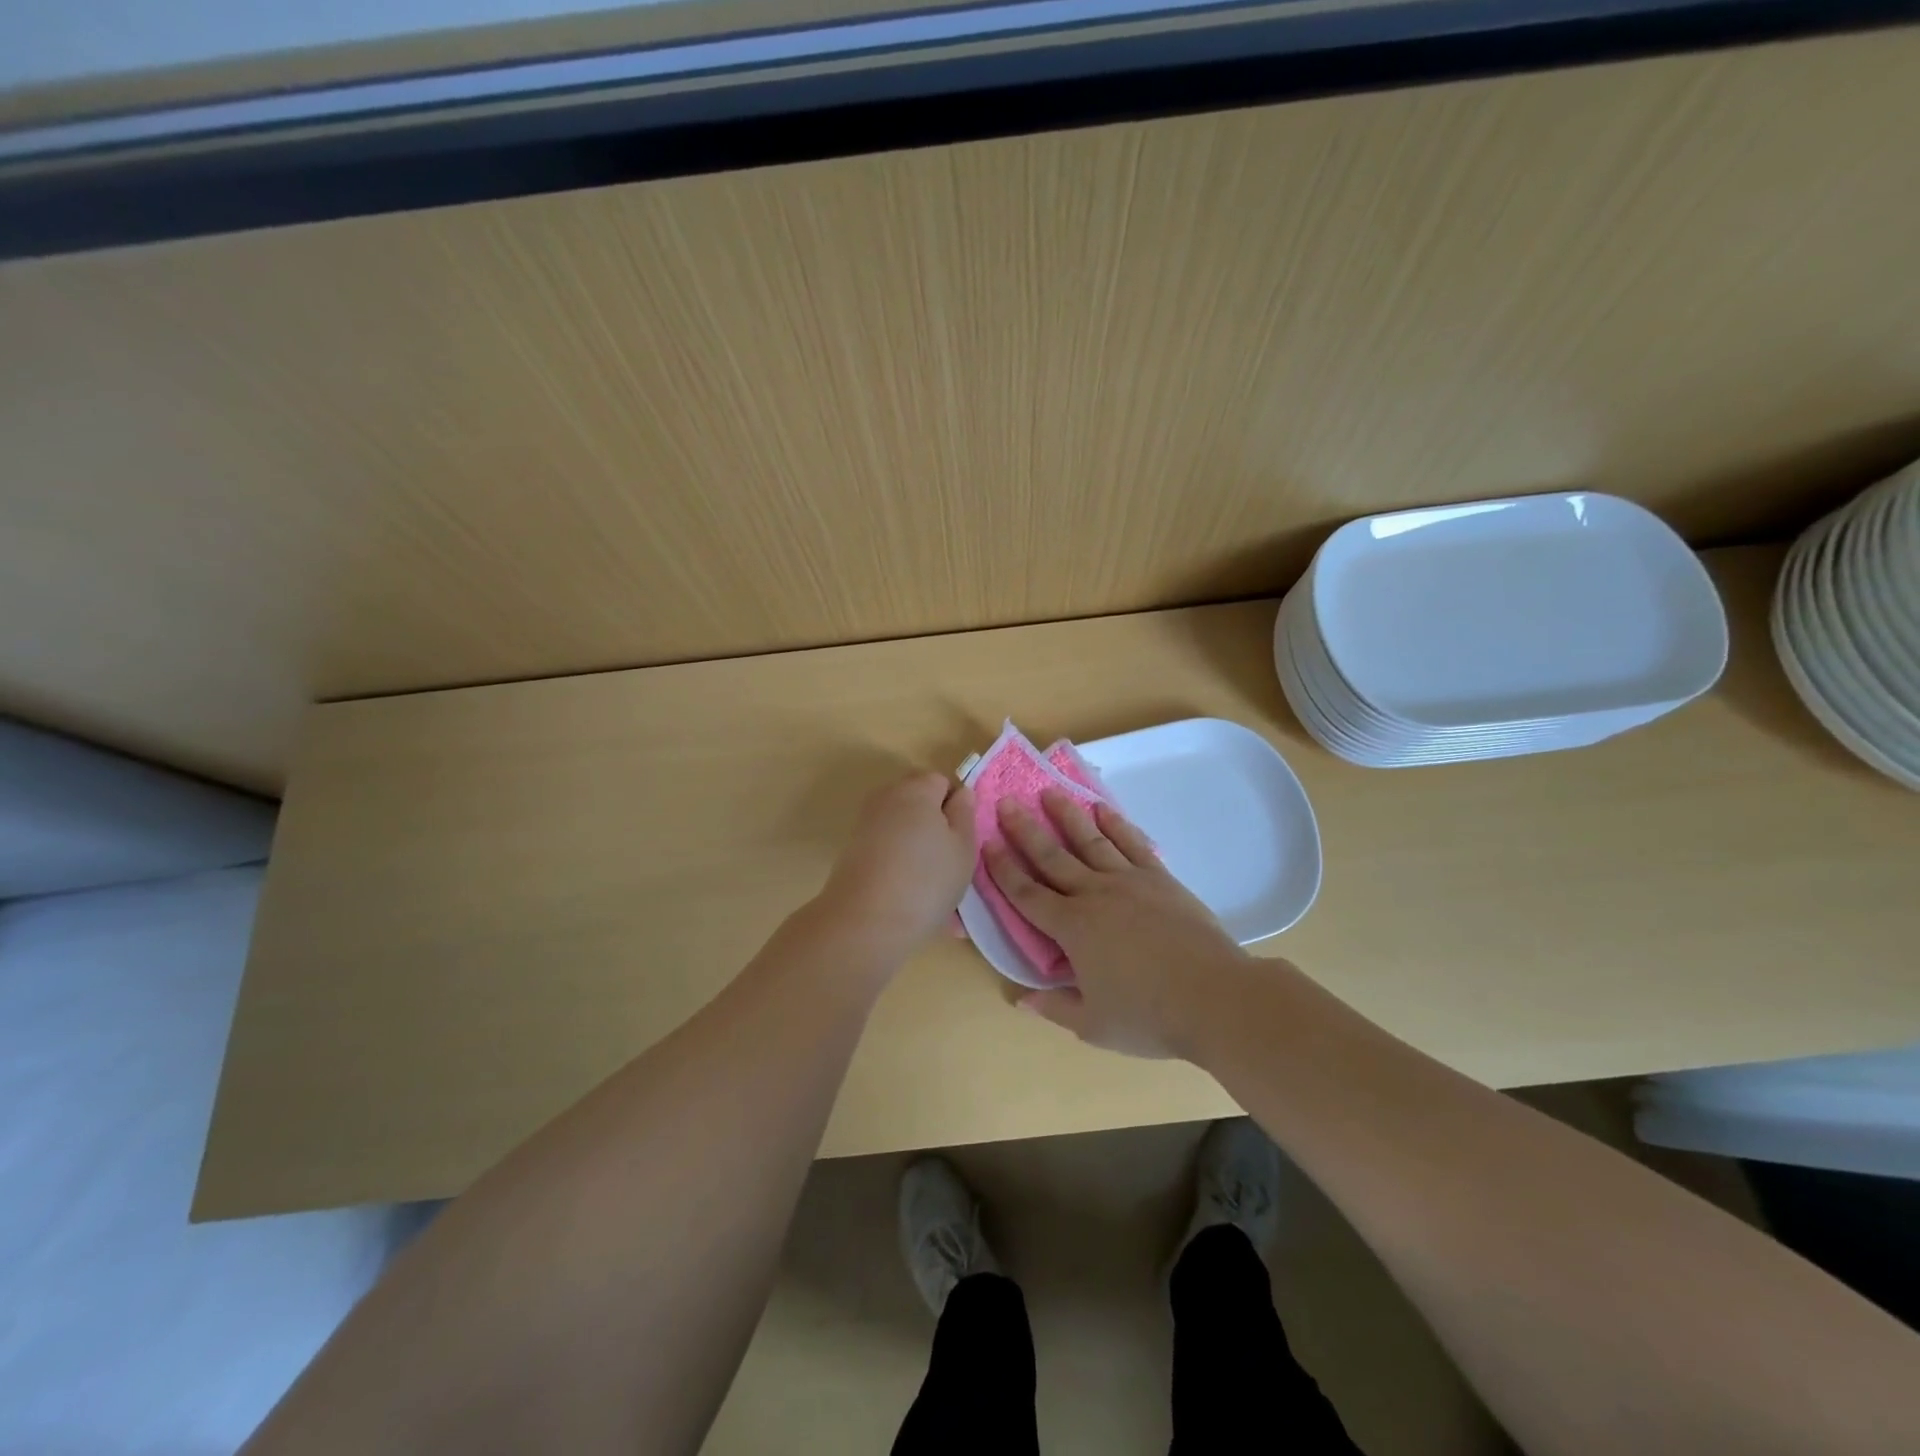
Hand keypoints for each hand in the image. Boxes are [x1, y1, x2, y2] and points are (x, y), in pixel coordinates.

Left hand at [817, 771, 976, 961]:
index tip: (962, 838)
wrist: (865, 921)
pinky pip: (886, 846)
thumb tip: (961, 793)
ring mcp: (866, 823)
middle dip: (935, 823)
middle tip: (949, 860)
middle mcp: (887, 797)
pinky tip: (907, 891)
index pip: (943, 781)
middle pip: (919, 800)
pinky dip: (898, 861)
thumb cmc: (927, 879)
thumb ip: (965, 813)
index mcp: (917, 789)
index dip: (956, 806)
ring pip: (902, 826)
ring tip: (930, 883)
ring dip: (917, 845)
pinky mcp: (853, 849)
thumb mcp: (963, 847)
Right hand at [985, 788, 1255, 1057]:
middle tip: (1006, 802)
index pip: (1027, 894)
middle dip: (1025, 830)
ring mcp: (1129, 881)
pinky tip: (1102, 810)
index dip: (1004, 870)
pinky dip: (1116, 825)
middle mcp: (1095, 895)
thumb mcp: (1093, 1025)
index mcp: (1072, 928)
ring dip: (1067, 816)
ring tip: (1049, 792)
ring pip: (1090, 841)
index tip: (987, 844)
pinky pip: (1132, 844)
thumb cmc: (1149, 1016)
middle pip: (1052, 857)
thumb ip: (1055, 1006)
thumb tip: (1020, 999)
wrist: (1215, 997)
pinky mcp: (1160, 879)